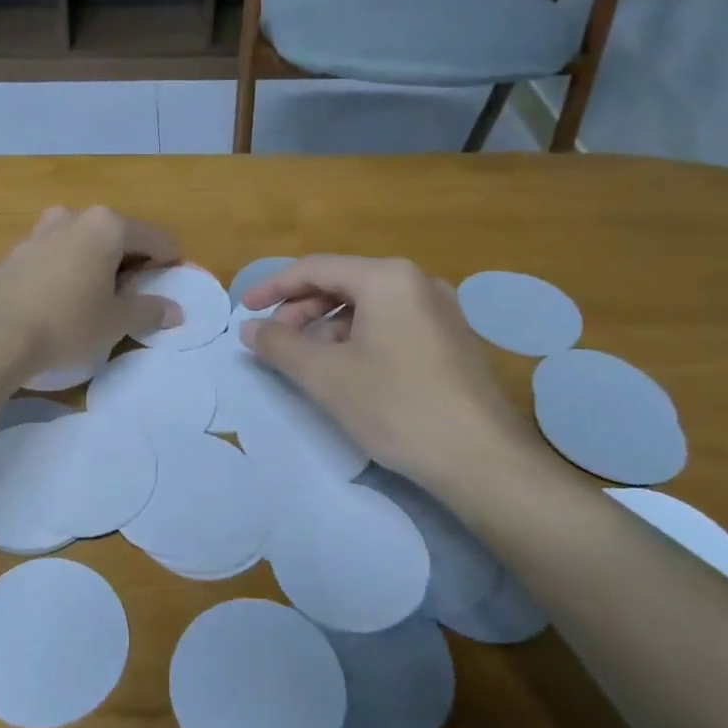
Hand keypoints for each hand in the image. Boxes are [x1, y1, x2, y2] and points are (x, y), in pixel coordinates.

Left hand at [0, 207, 182, 377]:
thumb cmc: (65, 322)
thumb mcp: (115, 322)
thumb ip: (148, 311)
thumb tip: (174, 311)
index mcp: (106, 225)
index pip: (155, 237)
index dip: (169, 261)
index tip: (171, 283)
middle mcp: (74, 216)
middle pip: (117, 234)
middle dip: (131, 261)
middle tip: (134, 295)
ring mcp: (40, 229)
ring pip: (84, 241)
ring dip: (97, 263)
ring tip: (97, 298)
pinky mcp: (16, 249)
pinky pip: (57, 252)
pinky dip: (69, 268)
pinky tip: (63, 298)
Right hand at [241, 256, 547, 490]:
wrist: (482, 460)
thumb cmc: (397, 407)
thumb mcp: (326, 375)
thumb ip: (279, 345)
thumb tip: (249, 328)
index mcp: (387, 278)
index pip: (315, 268)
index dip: (273, 287)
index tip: (245, 310)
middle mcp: (417, 282)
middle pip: (342, 283)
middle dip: (301, 309)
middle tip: (275, 342)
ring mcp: (440, 310)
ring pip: (367, 305)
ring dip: (328, 326)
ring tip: (308, 362)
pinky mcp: (450, 339)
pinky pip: (391, 323)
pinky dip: (358, 338)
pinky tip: (348, 370)